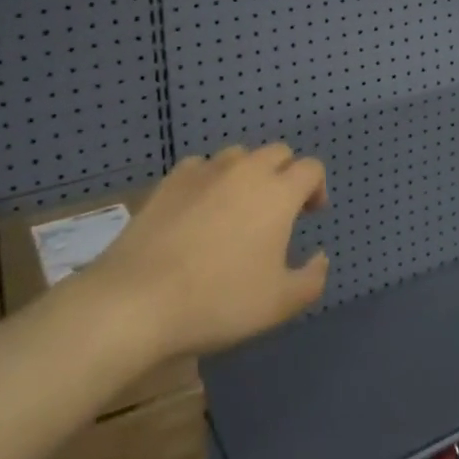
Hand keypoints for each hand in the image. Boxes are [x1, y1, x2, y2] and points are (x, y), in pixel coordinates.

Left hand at [85, 142, 329, 359]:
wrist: (137, 300)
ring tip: (237, 209)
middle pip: (277, 153)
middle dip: (285, 174)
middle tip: (278, 212)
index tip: (310, 214)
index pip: (311, 168)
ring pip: (239, 156)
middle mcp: (246, 170)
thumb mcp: (279, 304)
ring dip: (248, 174)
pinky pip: (201, 167)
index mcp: (278, 192)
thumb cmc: (218, 301)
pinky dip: (209, 181)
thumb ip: (312, 279)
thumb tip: (320, 258)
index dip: (316, 187)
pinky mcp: (170, 181)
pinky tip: (199, 209)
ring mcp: (205, 171)